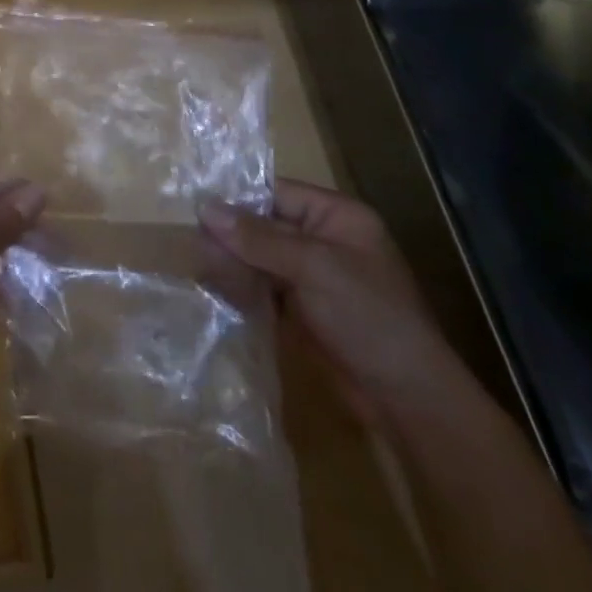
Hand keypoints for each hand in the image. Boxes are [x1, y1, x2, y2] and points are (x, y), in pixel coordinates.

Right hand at [199, 178, 455, 429]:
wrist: (406, 399)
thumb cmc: (368, 317)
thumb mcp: (313, 267)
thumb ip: (258, 238)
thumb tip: (205, 209)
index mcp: (336, 216)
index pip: (275, 192)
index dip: (236, 197)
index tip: (192, 203)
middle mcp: (322, 240)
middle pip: (263, 224)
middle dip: (228, 233)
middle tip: (185, 238)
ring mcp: (310, 276)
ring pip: (258, 257)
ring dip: (229, 261)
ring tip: (192, 263)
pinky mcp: (300, 309)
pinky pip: (261, 286)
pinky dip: (238, 287)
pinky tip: (210, 287)